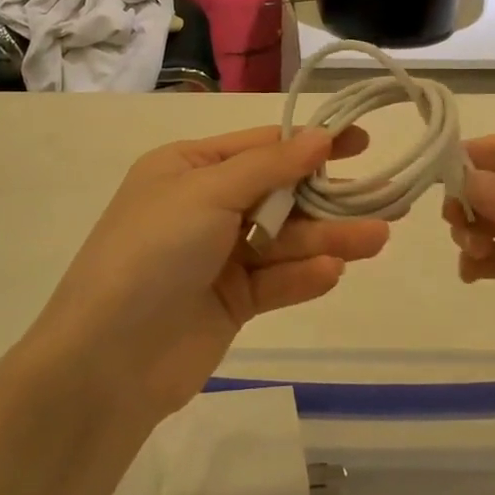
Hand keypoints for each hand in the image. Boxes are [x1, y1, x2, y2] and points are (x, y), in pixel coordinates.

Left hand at [31, 127, 389, 421]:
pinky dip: (303, 276)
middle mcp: (204, 206)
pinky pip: (275, 281)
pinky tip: (332, 272)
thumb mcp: (208, 192)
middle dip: (327, 198)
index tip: (360, 141)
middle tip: (385, 199)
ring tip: (377, 239)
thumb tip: (321, 135)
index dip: (311, 143)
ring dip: (327, 238)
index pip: (261, 146)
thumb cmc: (154, 252)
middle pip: (280, 194)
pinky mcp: (231, 302)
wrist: (108, 360)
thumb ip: (270, 166)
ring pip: (284, 240)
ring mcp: (218, 257)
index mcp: (189, 168)